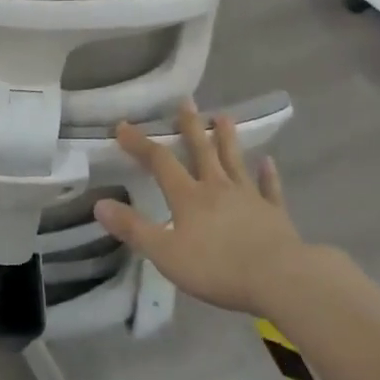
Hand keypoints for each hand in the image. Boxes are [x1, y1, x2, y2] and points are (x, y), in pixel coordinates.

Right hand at [94, 105, 307, 316]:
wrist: (279, 278)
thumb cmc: (217, 267)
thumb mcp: (165, 253)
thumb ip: (133, 228)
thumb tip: (99, 204)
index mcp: (188, 197)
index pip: (160, 162)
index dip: (140, 143)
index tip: (123, 126)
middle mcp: (217, 188)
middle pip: (202, 151)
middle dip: (190, 127)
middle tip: (186, 102)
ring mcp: (249, 198)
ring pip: (235, 161)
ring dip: (227, 139)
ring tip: (224, 116)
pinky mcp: (274, 213)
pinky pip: (269, 188)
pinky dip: (268, 175)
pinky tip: (268, 162)